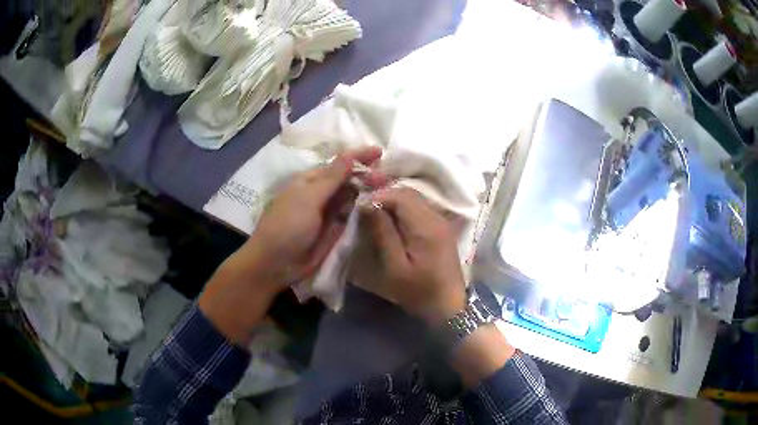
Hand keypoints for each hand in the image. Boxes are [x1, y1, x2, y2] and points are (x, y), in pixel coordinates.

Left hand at [200, 147, 384, 344]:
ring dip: (369, 191)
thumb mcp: (308, 198)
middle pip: (349, 179)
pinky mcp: (335, 229)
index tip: (380, 152)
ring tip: (390, 189)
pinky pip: (352, 215)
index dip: (359, 156)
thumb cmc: (287, 226)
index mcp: (312, 180)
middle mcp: (322, 193)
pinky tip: (379, 206)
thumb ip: (332, 178)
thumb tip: (350, 155)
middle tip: (388, 178)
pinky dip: (365, 210)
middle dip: (368, 175)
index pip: (340, 163)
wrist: (276, 264)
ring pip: (353, 196)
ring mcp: (329, 212)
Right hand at [354, 187, 465, 325]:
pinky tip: (392, 224)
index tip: (360, 209)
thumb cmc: (419, 291)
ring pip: (414, 200)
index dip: (378, 196)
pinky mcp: (441, 228)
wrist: (448, 307)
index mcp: (427, 225)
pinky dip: (403, 210)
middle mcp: (437, 217)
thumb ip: (382, 232)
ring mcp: (441, 221)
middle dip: (384, 197)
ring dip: (393, 203)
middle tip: (365, 212)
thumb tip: (367, 203)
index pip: (400, 195)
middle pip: (408, 193)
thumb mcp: (395, 266)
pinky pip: (419, 209)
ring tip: (375, 217)